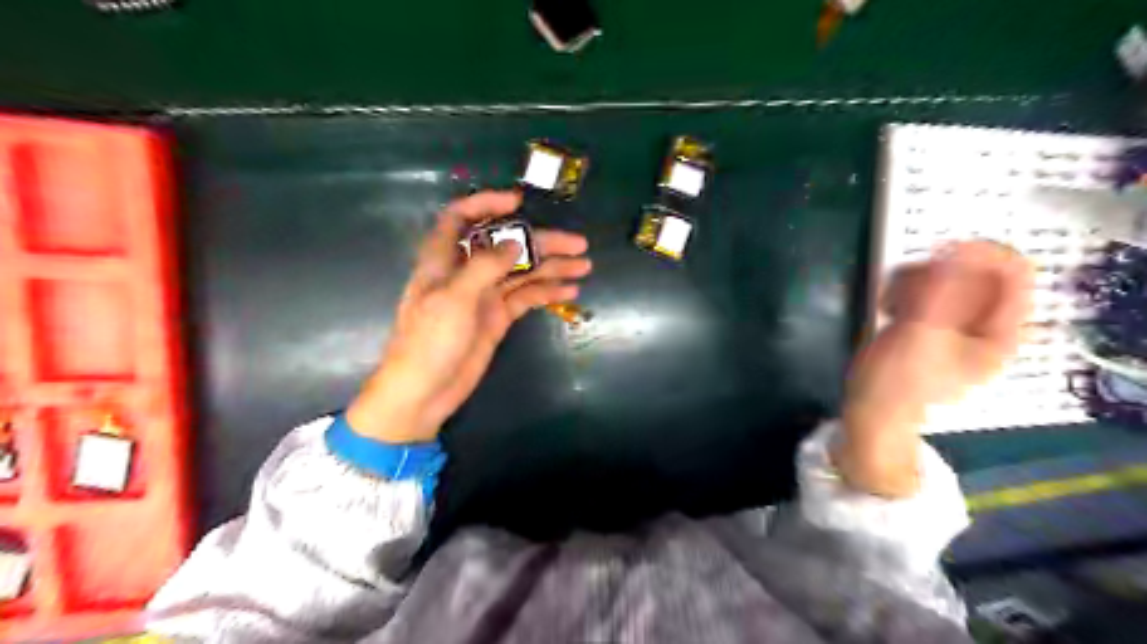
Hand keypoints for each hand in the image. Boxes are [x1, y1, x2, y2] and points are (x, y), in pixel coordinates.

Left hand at [348, 188, 591, 442]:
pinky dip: (547, 293)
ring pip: (522, 272)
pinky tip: (570, 291)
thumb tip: (515, 244)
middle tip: (577, 244)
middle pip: (506, 246)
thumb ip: (485, 267)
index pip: (461, 218)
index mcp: (445, 259)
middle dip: (541, 241)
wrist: (424, 392)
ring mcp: (484, 295)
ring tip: (584, 267)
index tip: (519, 201)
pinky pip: (526, 298)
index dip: (487, 204)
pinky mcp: (497, 318)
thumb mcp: (453, 299)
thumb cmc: (429, 341)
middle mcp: (467, 272)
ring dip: (552, 267)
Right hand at [839, 241, 1035, 496]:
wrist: (871, 414)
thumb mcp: (922, 335)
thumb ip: (943, 292)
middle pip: (975, 273)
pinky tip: (889, 307)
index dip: (982, 254)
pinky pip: (927, 292)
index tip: (940, 250)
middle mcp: (985, 326)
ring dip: (915, 282)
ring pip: (947, 280)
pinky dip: (906, 292)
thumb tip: (959, 249)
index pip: (1013, 273)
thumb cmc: (898, 381)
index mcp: (1000, 333)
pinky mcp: (930, 325)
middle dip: (935, 274)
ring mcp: (956, 326)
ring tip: (891, 302)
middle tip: (903, 288)